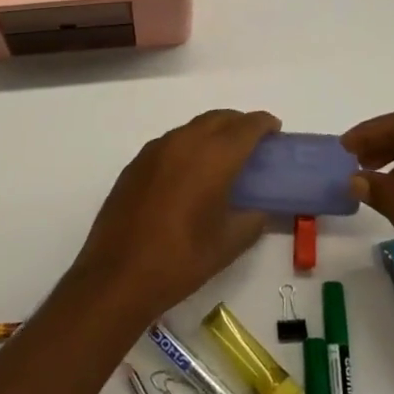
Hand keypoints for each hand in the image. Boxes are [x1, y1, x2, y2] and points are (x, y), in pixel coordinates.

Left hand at [70, 110, 279, 324]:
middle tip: (254, 142)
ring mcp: (156, 150)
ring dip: (213, 133)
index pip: (246, 126)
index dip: (264, 123)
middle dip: (239, 123)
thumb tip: (258, 209)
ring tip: (223, 157)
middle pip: (219, 118)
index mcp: (213, 157)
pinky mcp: (136, 163)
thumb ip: (252, 219)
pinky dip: (188, 146)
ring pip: (192, 128)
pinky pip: (171, 143)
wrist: (118, 274)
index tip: (275, 130)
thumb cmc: (181, 260)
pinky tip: (189, 173)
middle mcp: (184, 142)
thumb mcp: (228, 244)